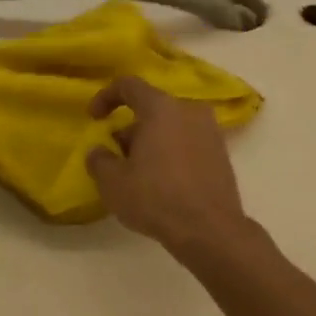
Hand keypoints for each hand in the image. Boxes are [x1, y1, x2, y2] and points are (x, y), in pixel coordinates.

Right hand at [86, 77, 248, 250]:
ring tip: (138, 173)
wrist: (209, 230)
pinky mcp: (222, 154)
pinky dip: (171, 153)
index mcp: (161, 108)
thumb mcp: (112, 182)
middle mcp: (189, 111)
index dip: (105, 97)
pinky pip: (188, 143)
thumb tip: (99, 151)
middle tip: (116, 157)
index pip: (128, 85)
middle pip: (151, 109)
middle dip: (130, 129)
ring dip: (151, 142)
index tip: (94, 118)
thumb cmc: (155, 198)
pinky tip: (162, 183)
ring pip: (171, 127)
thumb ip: (99, 160)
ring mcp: (210, 132)